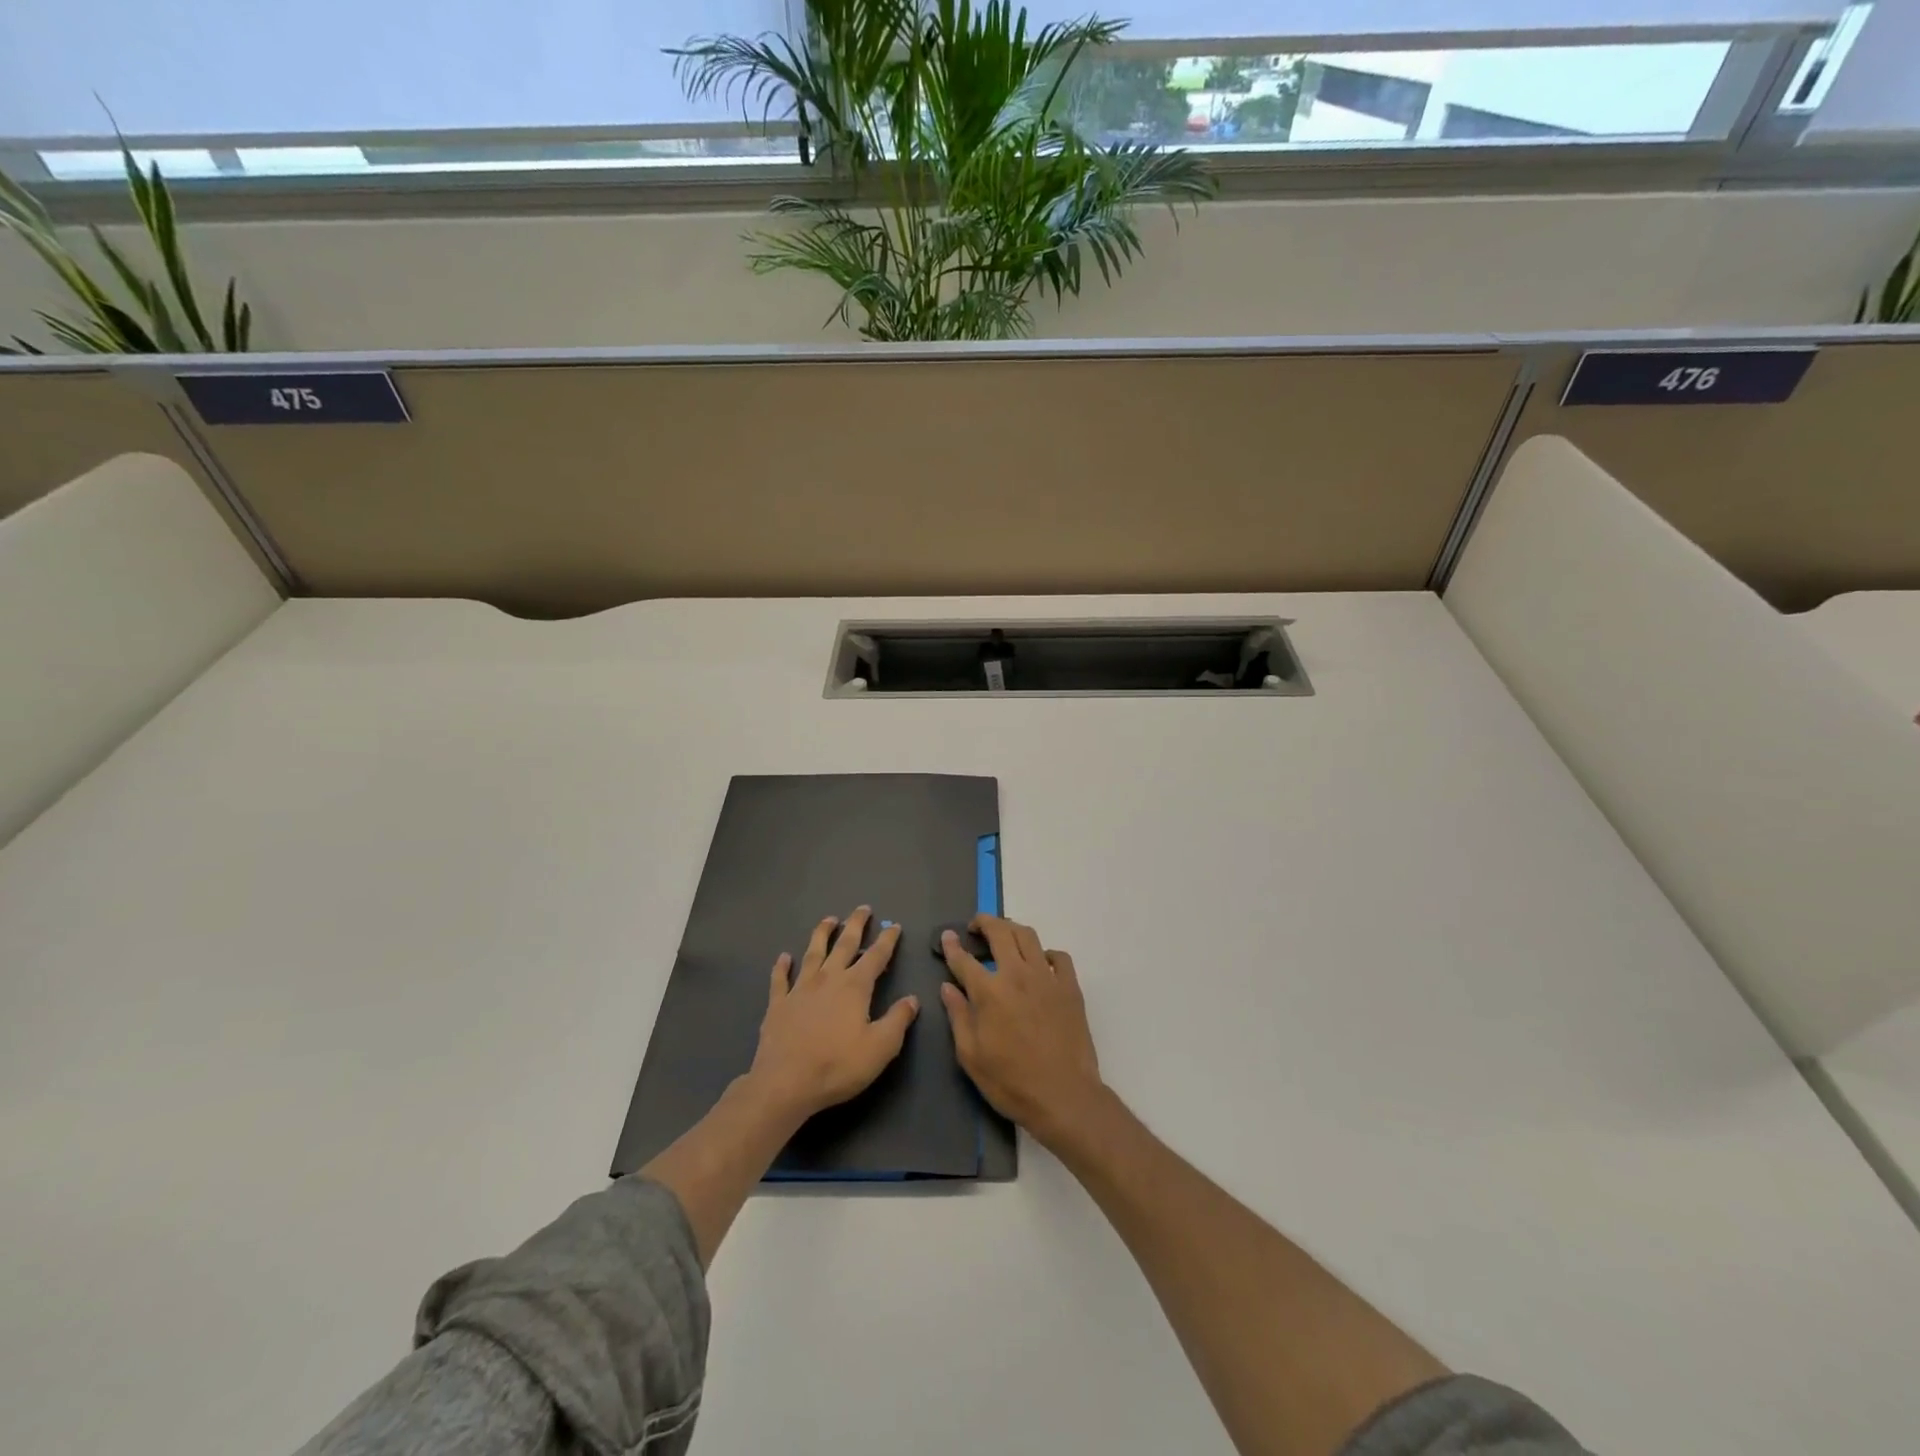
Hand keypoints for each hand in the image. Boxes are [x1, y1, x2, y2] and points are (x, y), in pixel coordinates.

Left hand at [746, 906, 918, 1123]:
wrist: (785, 1083)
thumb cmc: (838, 1065)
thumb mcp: (880, 1047)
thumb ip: (898, 1020)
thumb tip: (912, 999)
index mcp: (855, 986)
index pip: (876, 956)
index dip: (887, 940)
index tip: (894, 925)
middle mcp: (828, 979)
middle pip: (844, 944)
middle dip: (856, 925)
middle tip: (863, 908)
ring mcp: (800, 989)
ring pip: (813, 953)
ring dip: (822, 934)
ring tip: (829, 919)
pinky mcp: (778, 1004)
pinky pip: (780, 979)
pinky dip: (782, 966)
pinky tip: (783, 957)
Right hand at [940, 915, 1104, 1148]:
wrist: (1064, 1096)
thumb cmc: (1011, 1081)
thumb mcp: (971, 1056)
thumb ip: (958, 1016)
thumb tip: (947, 987)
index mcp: (989, 992)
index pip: (964, 959)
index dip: (952, 945)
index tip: (948, 936)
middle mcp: (1017, 974)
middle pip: (1000, 932)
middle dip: (984, 922)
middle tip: (976, 927)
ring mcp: (1047, 978)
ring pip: (1029, 936)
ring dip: (1012, 929)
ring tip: (1004, 935)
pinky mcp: (1070, 987)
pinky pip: (1059, 956)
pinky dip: (1045, 953)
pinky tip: (1040, 963)